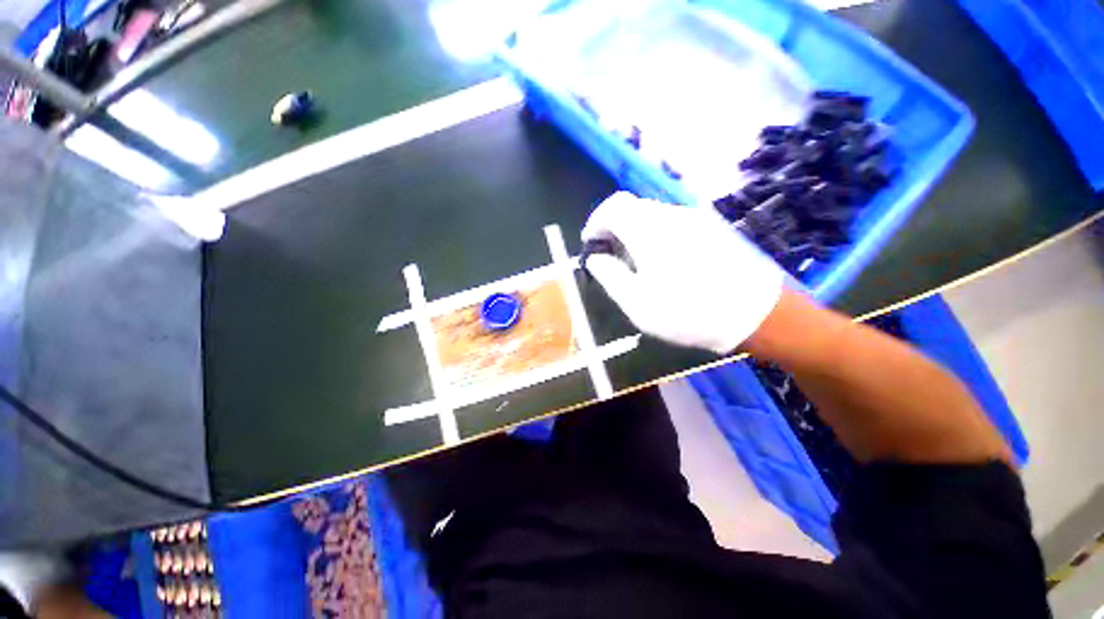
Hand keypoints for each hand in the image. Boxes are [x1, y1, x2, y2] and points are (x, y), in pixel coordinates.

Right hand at [581, 192, 784, 353]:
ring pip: (652, 216)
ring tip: (635, 265)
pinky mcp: (711, 229)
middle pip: (632, 209)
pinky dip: (655, 236)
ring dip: (634, 233)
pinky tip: (663, 263)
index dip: (596, 221)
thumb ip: (609, 275)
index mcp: (649, 230)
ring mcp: (695, 220)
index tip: (591, 244)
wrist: (756, 315)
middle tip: (611, 258)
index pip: (613, 207)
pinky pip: (672, 224)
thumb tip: (596, 258)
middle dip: (614, 229)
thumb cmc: (687, 312)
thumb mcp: (636, 302)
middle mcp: (671, 215)